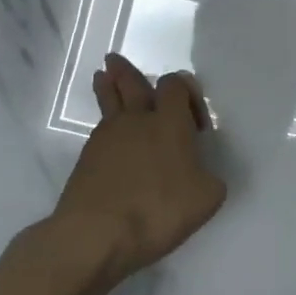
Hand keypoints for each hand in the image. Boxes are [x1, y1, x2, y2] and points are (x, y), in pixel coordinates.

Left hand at [50, 53, 227, 281]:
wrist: (96, 234)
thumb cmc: (158, 209)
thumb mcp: (206, 198)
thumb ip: (209, 179)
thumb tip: (201, 175)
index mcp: (169, 122)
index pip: (175, 85)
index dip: (187, 92)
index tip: (197, 124)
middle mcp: (137, 120)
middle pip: (131, 84)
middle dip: (126, 72)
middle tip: (114, 60)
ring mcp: (107, 137)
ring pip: (108, 103)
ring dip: (107, 88)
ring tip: (101, 77)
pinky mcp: (86, 159)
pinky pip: (100, 130)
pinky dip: (105, 125)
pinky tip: (108, 134)